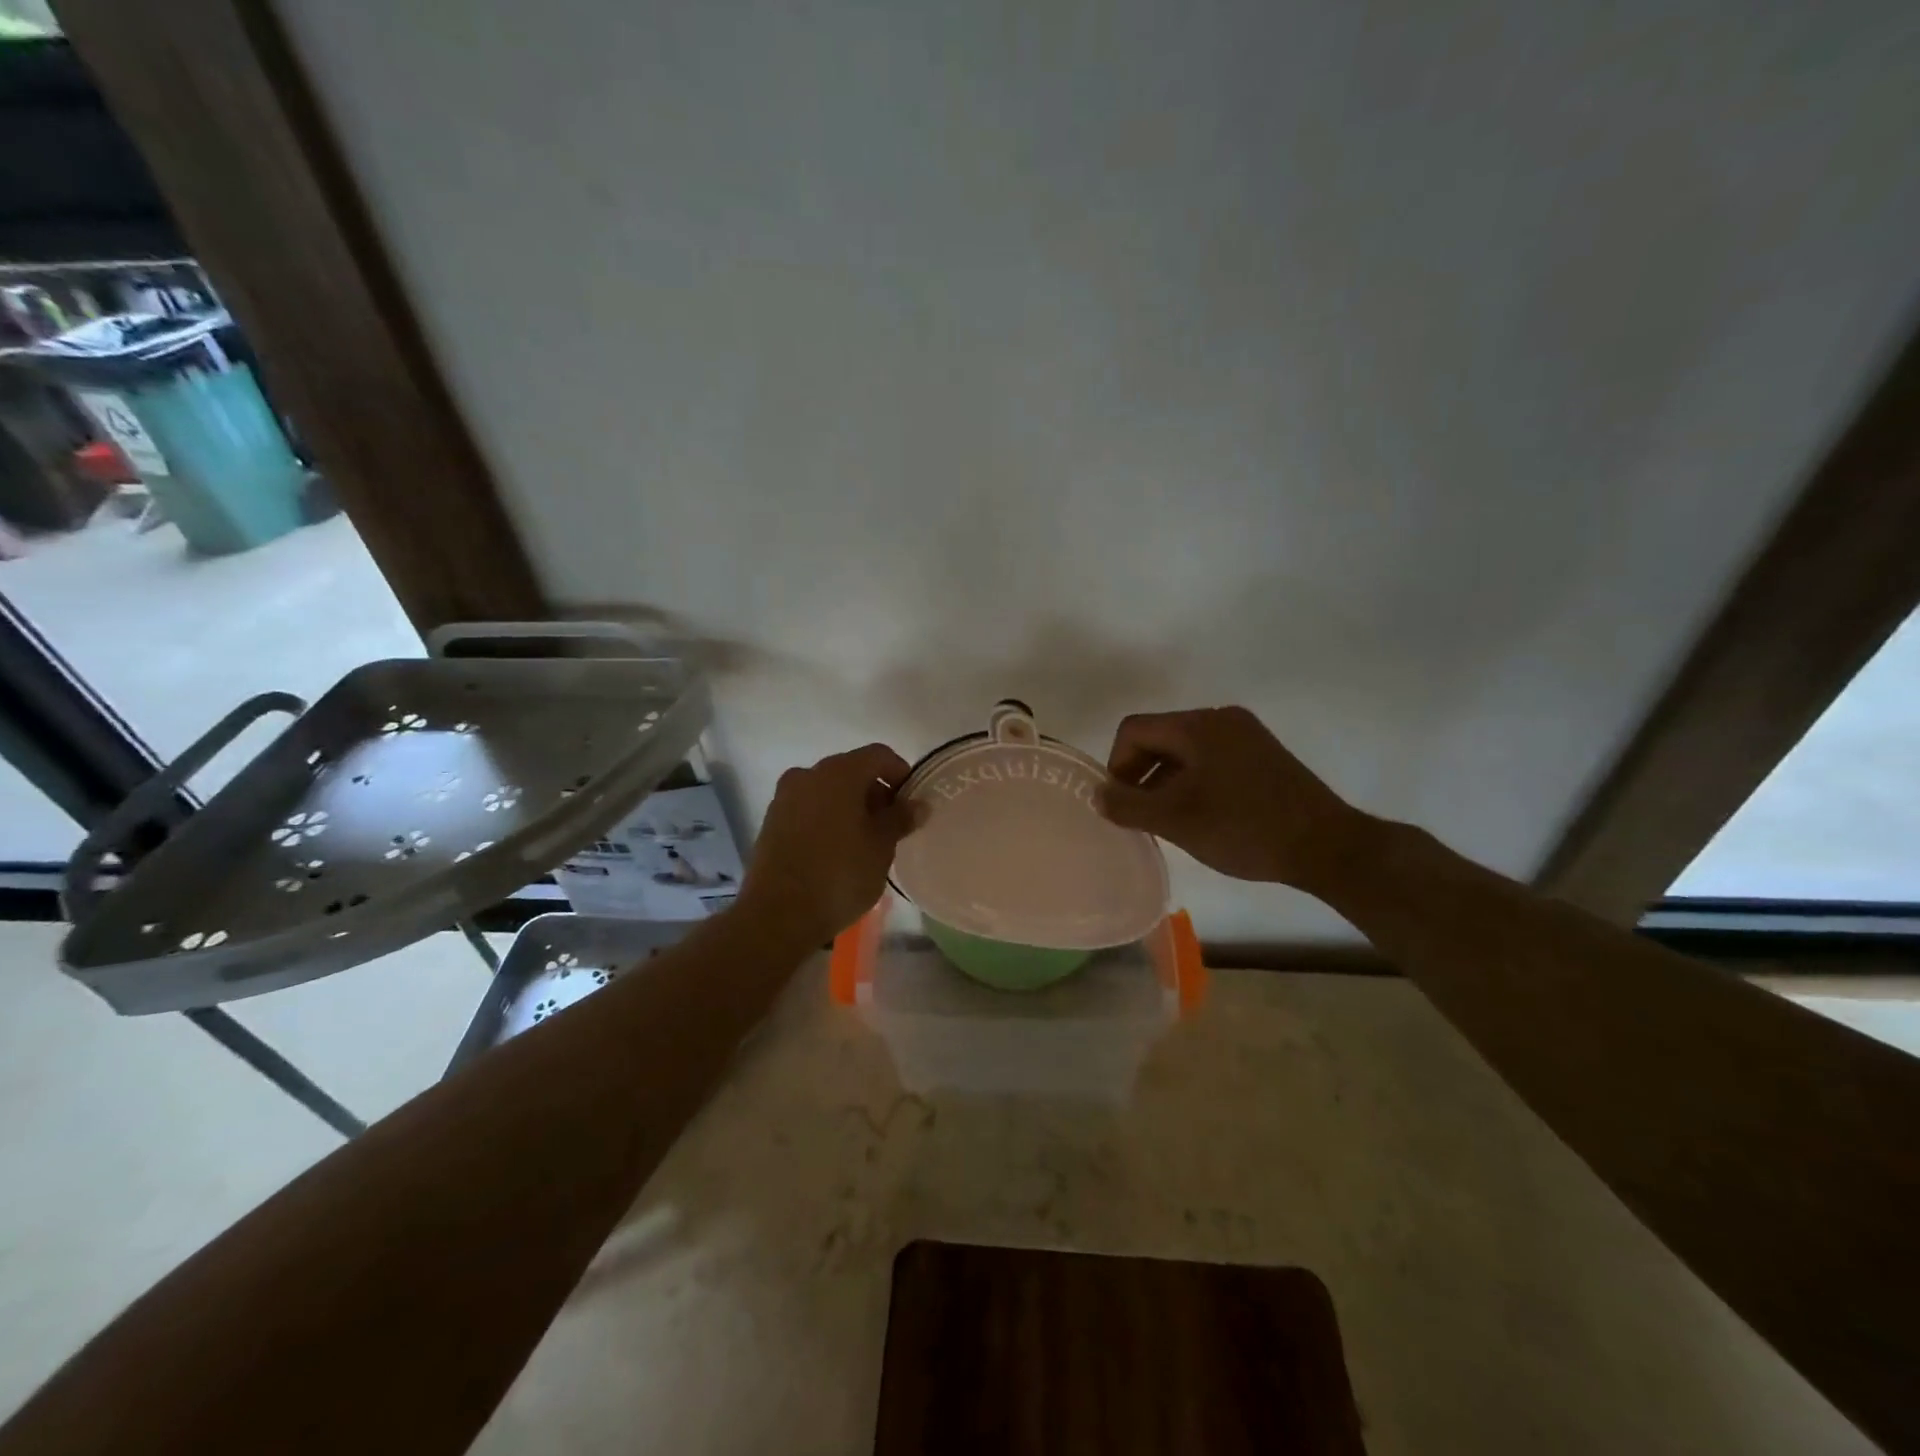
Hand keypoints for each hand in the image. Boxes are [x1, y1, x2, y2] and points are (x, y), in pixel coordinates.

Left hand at [739, 743, 916, 947]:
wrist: (777, 914)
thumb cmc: (840, 874)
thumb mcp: (881, 847)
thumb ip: (900, 818)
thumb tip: (917, 804)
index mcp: (839, 772)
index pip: (879, 756)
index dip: (900, 773)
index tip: (911, 803)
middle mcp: (808, 774)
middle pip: (851, 771)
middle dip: (875, 792)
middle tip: (892, 826)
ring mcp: (785, 797)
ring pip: (828, 791)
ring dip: (850, 807)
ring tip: (865, 841)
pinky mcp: (771, 822)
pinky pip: (809, 809)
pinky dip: (827, 819)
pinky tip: (837, 850)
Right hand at [1098, 707, 1366, 891]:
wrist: (1327, 847)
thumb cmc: (1244, 828)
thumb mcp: (1176, 820)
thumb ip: (1128, 806)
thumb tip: (1098, 796)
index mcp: (1198, 725)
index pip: (1134, 730)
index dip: (1116, 765)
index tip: (1122, 805)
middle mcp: (1221, 719)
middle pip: (1160, 737)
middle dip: (1141, 775)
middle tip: (1141, 816)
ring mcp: (1246, 735)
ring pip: (1185, 751)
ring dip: (1166, 781)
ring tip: (1170, 821)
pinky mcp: (1263, 755)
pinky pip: (1211, 759)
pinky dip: (1193, 782)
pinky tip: (1201, 816)